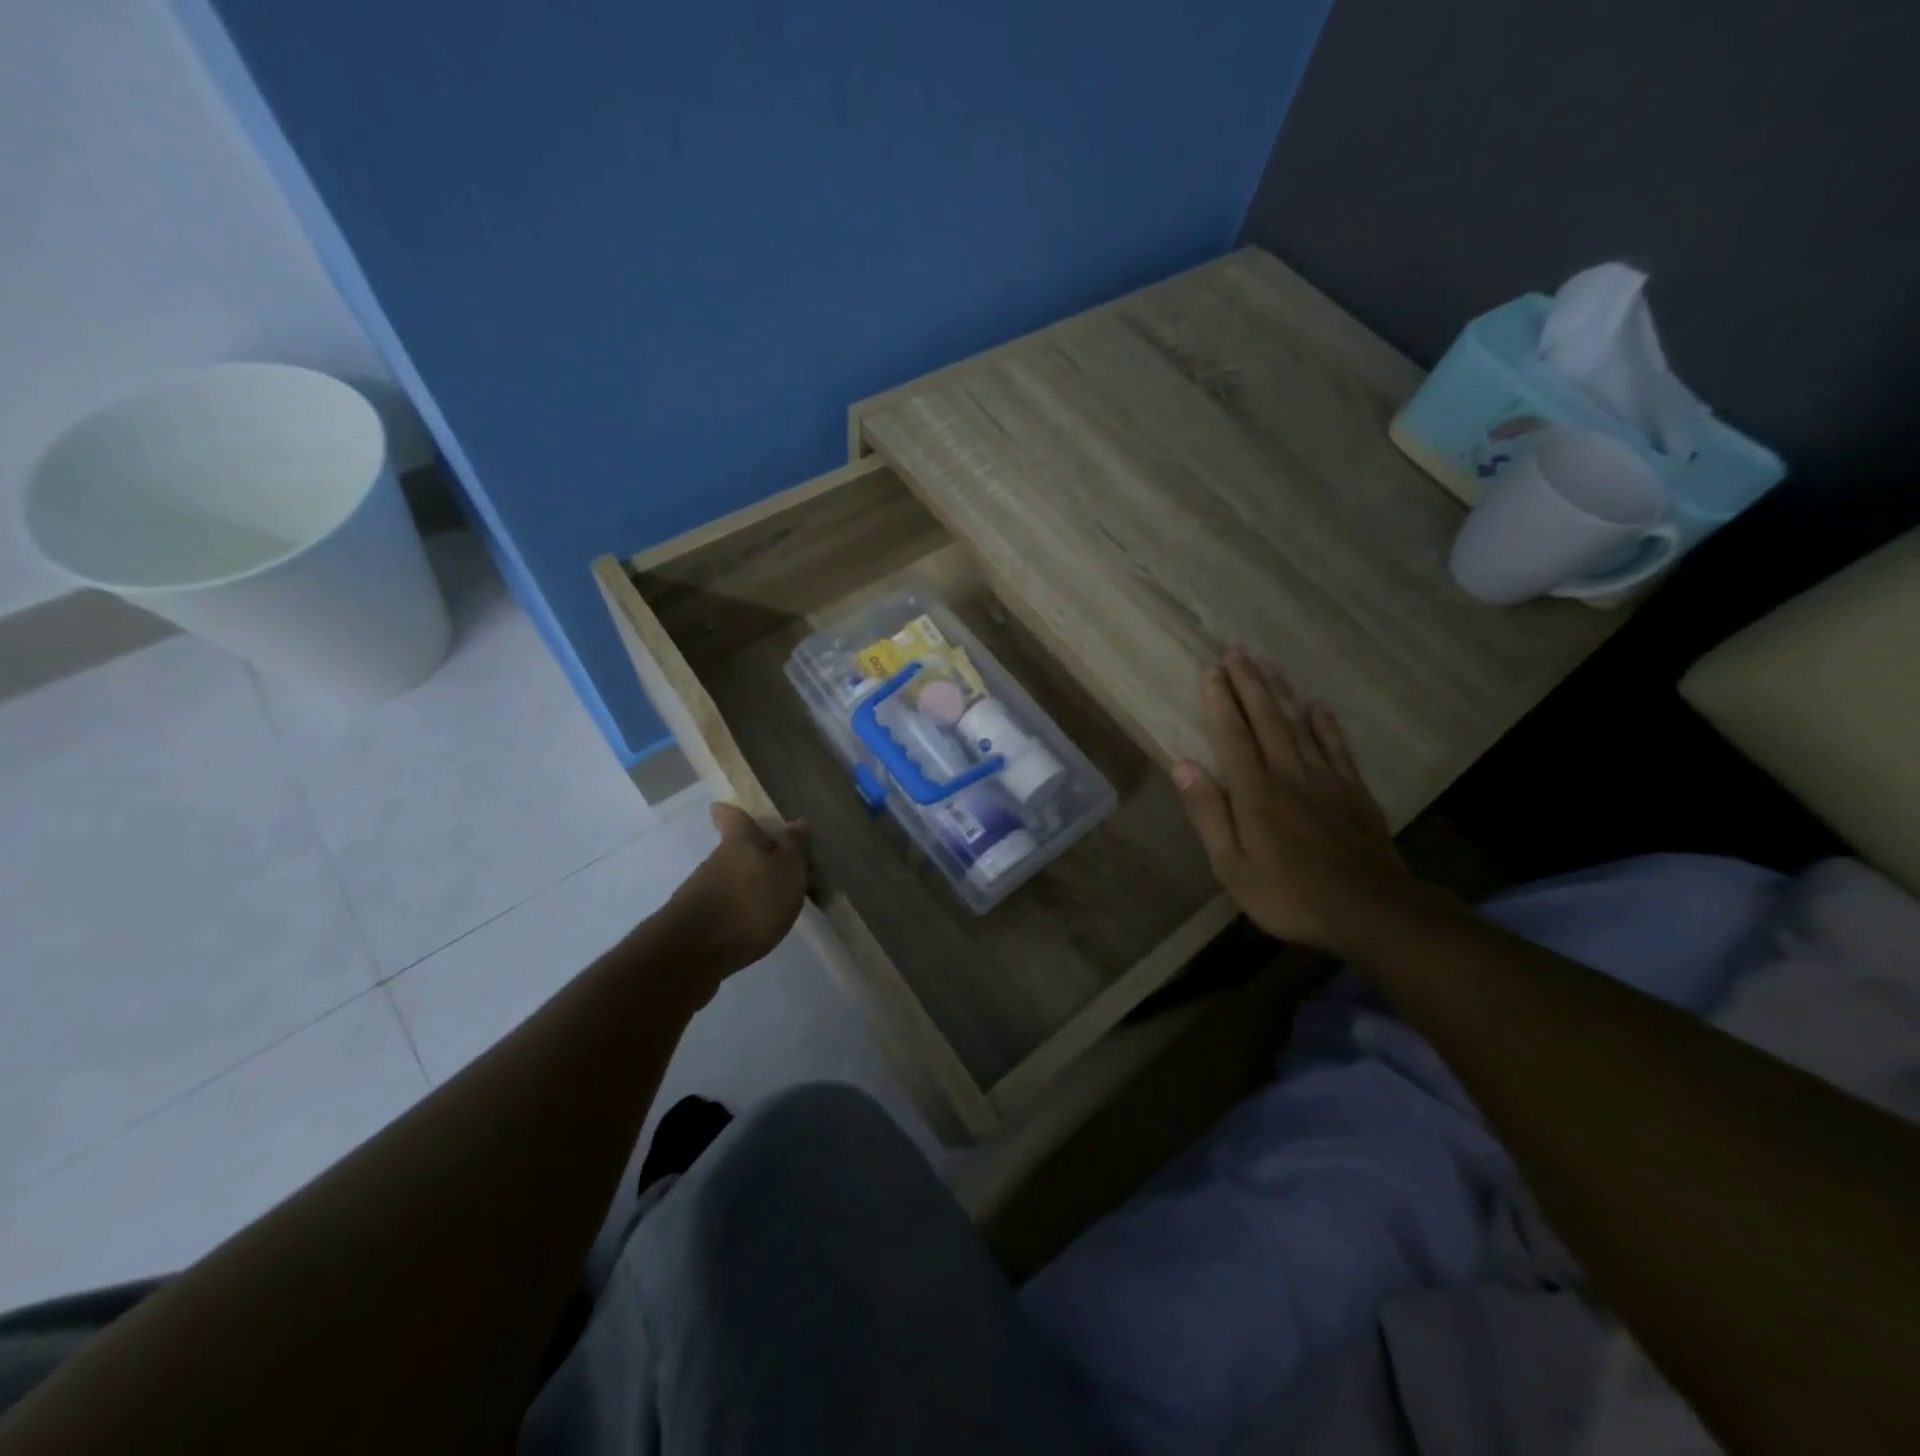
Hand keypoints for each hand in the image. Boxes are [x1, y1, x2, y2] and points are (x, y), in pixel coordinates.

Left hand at [662, 803, 810, 983]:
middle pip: (731, 850)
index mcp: (739, 842)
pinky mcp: (695, 924)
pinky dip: (736, 912)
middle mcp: (715, 861)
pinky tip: (751, 926)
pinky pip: (721, 908)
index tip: (727, 808)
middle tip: (774, 863)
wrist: (693, 953)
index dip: (731, 812)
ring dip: (745, 886)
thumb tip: (798, 820)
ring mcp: (700, 893)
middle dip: (749, 855)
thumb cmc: (749, 902)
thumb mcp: (787, 871)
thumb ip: (794, 847)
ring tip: (770, 900)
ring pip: (726, 880)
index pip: (732, 817)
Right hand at [1171, 648, 1446, 954]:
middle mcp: (1289, 774)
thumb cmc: (1288, 894)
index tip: (1212, 670)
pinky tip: (1319, 708)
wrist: (1370, 911)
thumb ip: (1208, 813)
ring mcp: (1326, 780)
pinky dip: (1326, 725)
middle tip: (1237, 651)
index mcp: (1255, 792)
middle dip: (1250, 684)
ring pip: (1300, 725)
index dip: (1221, 701)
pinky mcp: (1354, 792)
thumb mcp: (1232, 865)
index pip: (1233, 735)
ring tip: (1269, 665)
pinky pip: (1337, 748)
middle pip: (1266, 719)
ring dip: (1283, 693)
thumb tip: (1182, 766)